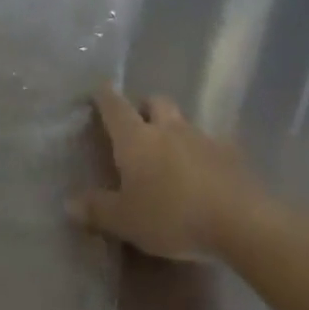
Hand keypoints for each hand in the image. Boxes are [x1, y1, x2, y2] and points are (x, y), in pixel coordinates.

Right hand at [69, 86, 262, 260]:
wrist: (240, 221)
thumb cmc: (171, 215)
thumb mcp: (126, 220)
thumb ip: (97, 210)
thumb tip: (69, 203)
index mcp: (136, 138)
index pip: (114, 106)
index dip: (104, 96)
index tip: (99, 89)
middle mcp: (167, 128)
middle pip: (155, 101)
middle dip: (145, 106)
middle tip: (139, 124)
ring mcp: (202, 138)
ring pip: (183, 121)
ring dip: (174, 130)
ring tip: (171, 155)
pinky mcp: (230, 155)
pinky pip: (210, 145)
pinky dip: (202, 153)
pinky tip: (203, 175)